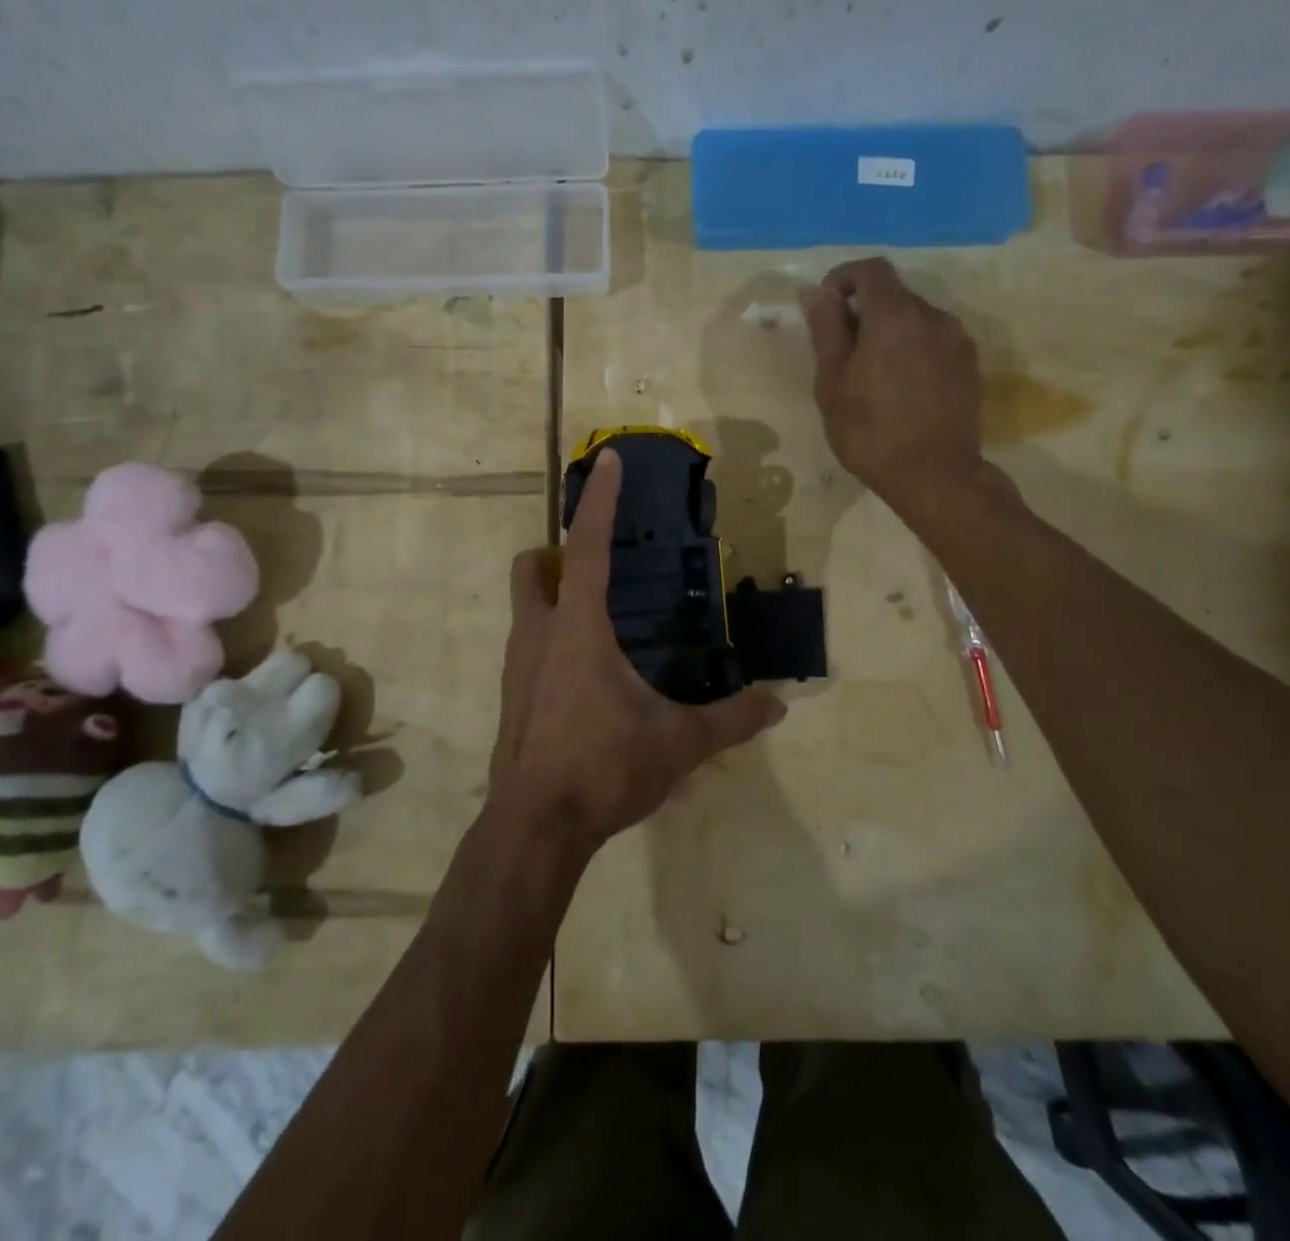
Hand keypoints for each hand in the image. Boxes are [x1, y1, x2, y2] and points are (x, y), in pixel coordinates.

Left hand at [489, 448, 785, 854]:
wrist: (535, 828)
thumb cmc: (603, 769)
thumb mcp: (677, 744)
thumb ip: (730, 720)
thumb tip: (779, 704)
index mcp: (576, 629)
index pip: (586, 547)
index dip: (597, 500)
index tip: (607, 461)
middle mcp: (536, 635)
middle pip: (532, 566)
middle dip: (558, 553)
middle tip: (603, 571)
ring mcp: (515, 667)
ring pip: (524, 606)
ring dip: (555, 597)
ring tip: (605, 623)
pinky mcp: (511, 697)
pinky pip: (527, 645)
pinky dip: (551, 638)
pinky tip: (588, 677)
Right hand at [799, 257, 1006, 519]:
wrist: (935, 476)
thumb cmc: (871, 431)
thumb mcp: (833, 383)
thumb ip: (826, 330)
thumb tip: (815, 292)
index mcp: (894, 316)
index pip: (871, 269)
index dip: (843, 278)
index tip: (826, 307)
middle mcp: (933, 316)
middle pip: (894, 294)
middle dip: (865, 311)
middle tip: (842, 351)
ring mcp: (957, 340)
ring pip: (916, 319)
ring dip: (891, 332)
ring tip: (873, 374)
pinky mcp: (970, 365)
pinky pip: (935, 342)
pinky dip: (913, 349)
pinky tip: (902, 388)